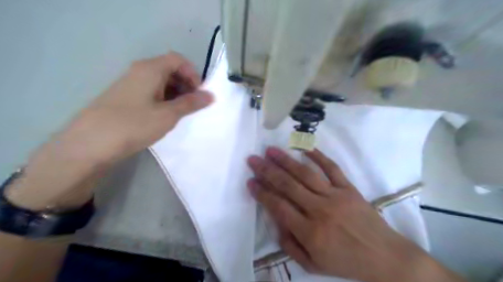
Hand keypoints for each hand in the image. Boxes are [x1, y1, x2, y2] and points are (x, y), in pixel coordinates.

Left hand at [61, 51, 210, 163]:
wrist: (90, 144)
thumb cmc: (134, 124)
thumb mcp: (168, 115)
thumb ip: (191, 103)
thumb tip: (211, 95)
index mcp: (150, 69)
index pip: (178, 60)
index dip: (193, 74)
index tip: (199, 93)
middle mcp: (139, 71)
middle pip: (169, 69)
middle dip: (186, 85)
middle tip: (193, 105)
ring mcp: (130, 84)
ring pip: (160, 82)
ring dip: (176, 94)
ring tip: (181, 113)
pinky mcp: (125, 98)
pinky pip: (150, 92)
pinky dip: (163, 100)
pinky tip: (164, 116)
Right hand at [247, 148, 463, 281]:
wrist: (385, 257)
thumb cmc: (346, 262)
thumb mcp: (312, 264)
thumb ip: (289, 244)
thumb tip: (275, 221)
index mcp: (310, 232)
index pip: (278, 206)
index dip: (262, 192)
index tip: (250, 181)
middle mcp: (320, 210)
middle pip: (288, 185)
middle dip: (267, 171)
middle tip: (253, 159)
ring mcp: (335, 196)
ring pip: (305, 173)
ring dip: (285, 160)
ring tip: (270, 150)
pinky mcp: (349, 188)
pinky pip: (332, 168)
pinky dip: (318, 156)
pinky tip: (305, 148)